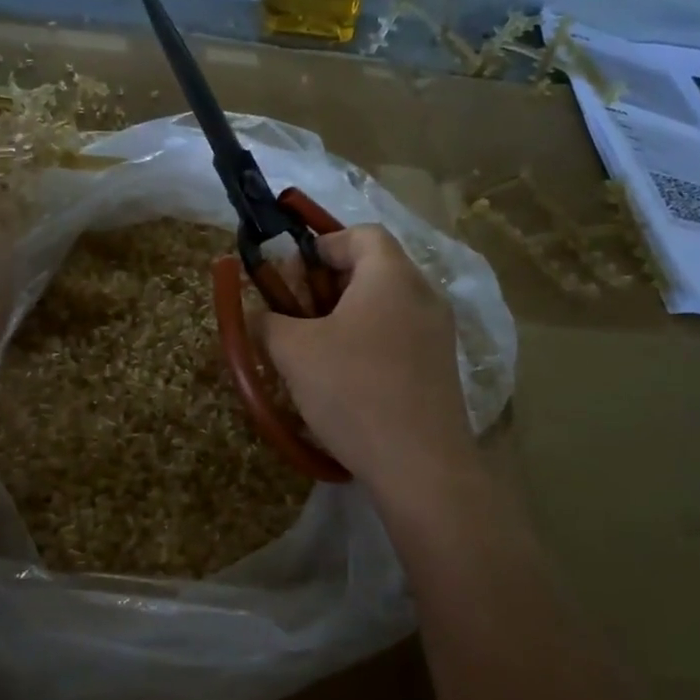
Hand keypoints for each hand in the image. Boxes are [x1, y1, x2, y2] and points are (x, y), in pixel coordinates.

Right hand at [257, 225, 477, 497]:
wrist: (421, 466)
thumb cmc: (353, 391)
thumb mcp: (293, 352)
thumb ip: (268, 321)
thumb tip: (259, 315)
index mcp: (392, 275)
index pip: (360, 234)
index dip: (320, 246)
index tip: (289, 278)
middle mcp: (423, 295)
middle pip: (372, 269)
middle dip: (326, 286)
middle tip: (295, 317)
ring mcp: (438, 334)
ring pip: (384, 307)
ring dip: (344, 318)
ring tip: (312, 352)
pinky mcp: (440, 369)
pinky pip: (398, 338)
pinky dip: (367, 344)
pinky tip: (343, 381)